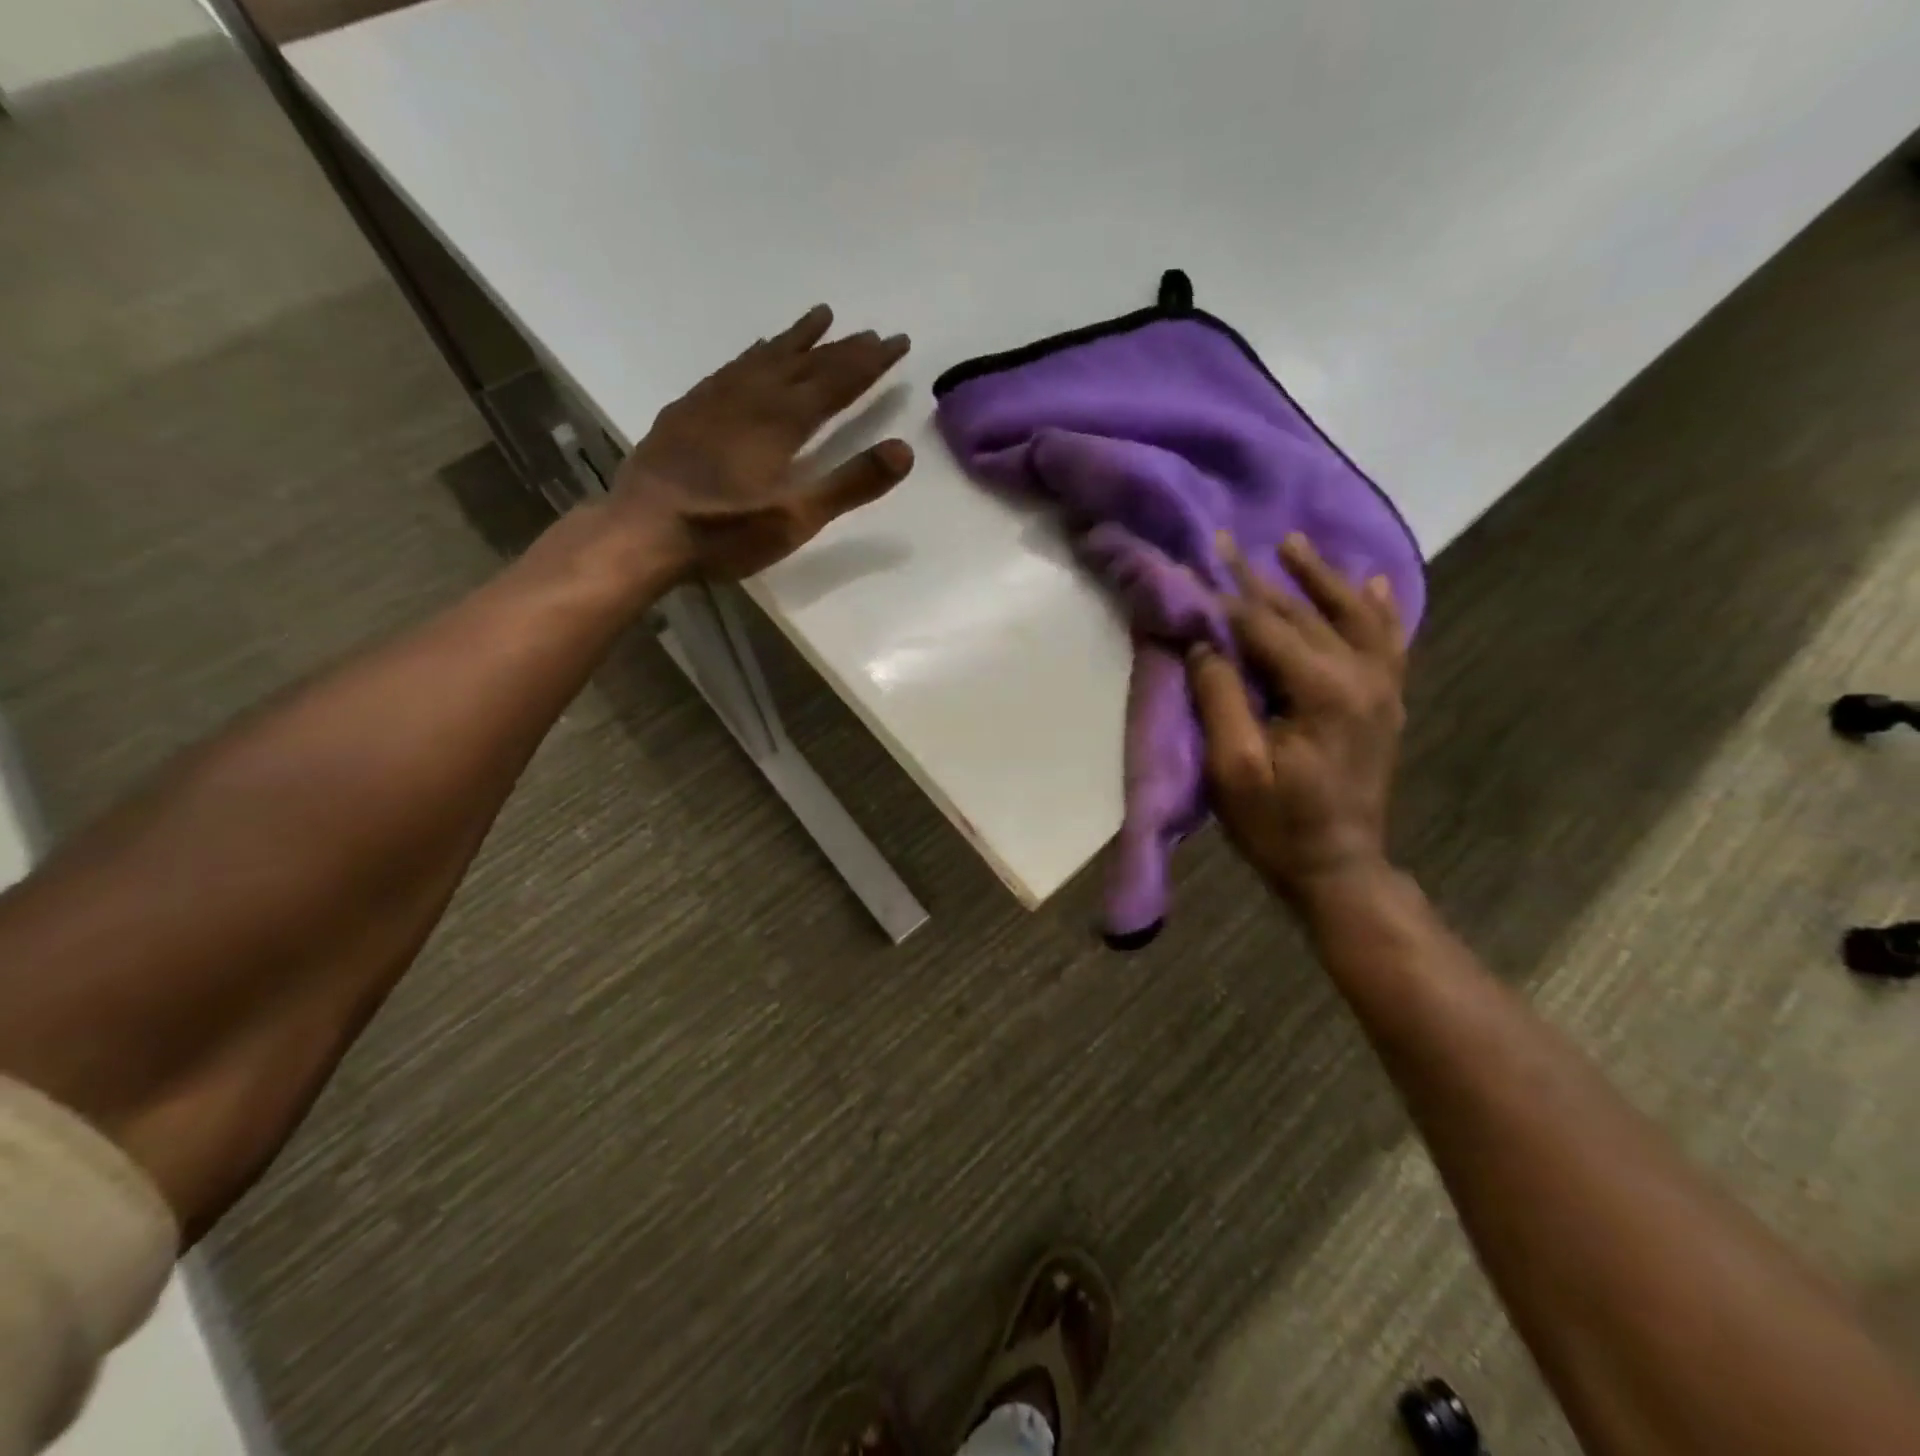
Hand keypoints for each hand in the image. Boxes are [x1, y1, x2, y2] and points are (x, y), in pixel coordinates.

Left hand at [608, 305, 914, 581]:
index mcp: (782, 421)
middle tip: (871, 332)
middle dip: (842, 348)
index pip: (837, 382)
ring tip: (820, 317)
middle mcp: (751, 398)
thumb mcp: (796, 518)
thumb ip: (850, 483)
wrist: (642, 532)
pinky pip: (730, 367)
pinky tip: (755, 351)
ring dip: (797, 338)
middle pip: (805, 363)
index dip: (870, 362)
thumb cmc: (724, 531)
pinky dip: (753, 353)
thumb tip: (904, 449)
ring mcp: (714, 400)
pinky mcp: (687, 410)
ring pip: (765, 356)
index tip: (897, 341)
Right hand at [1186, 534, 1407, 901]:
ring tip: (1293, 543)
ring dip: (1322, 577)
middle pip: (1305, 614)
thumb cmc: (1277, 824)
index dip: (1227, 596)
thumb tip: (1205, 642)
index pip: (1266, 627)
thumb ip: (1220, 697)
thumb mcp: (1234, 767)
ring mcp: (1382, 689)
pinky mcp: (1386, 703)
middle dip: (1263, 578)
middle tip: (1229, 542)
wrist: (1338, 868)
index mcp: (1324, 691)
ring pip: (1352, 615)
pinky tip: (1371, 584)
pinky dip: (1377, 609)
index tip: (1198, 562)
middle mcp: (1362, 677)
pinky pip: (1387, 641)